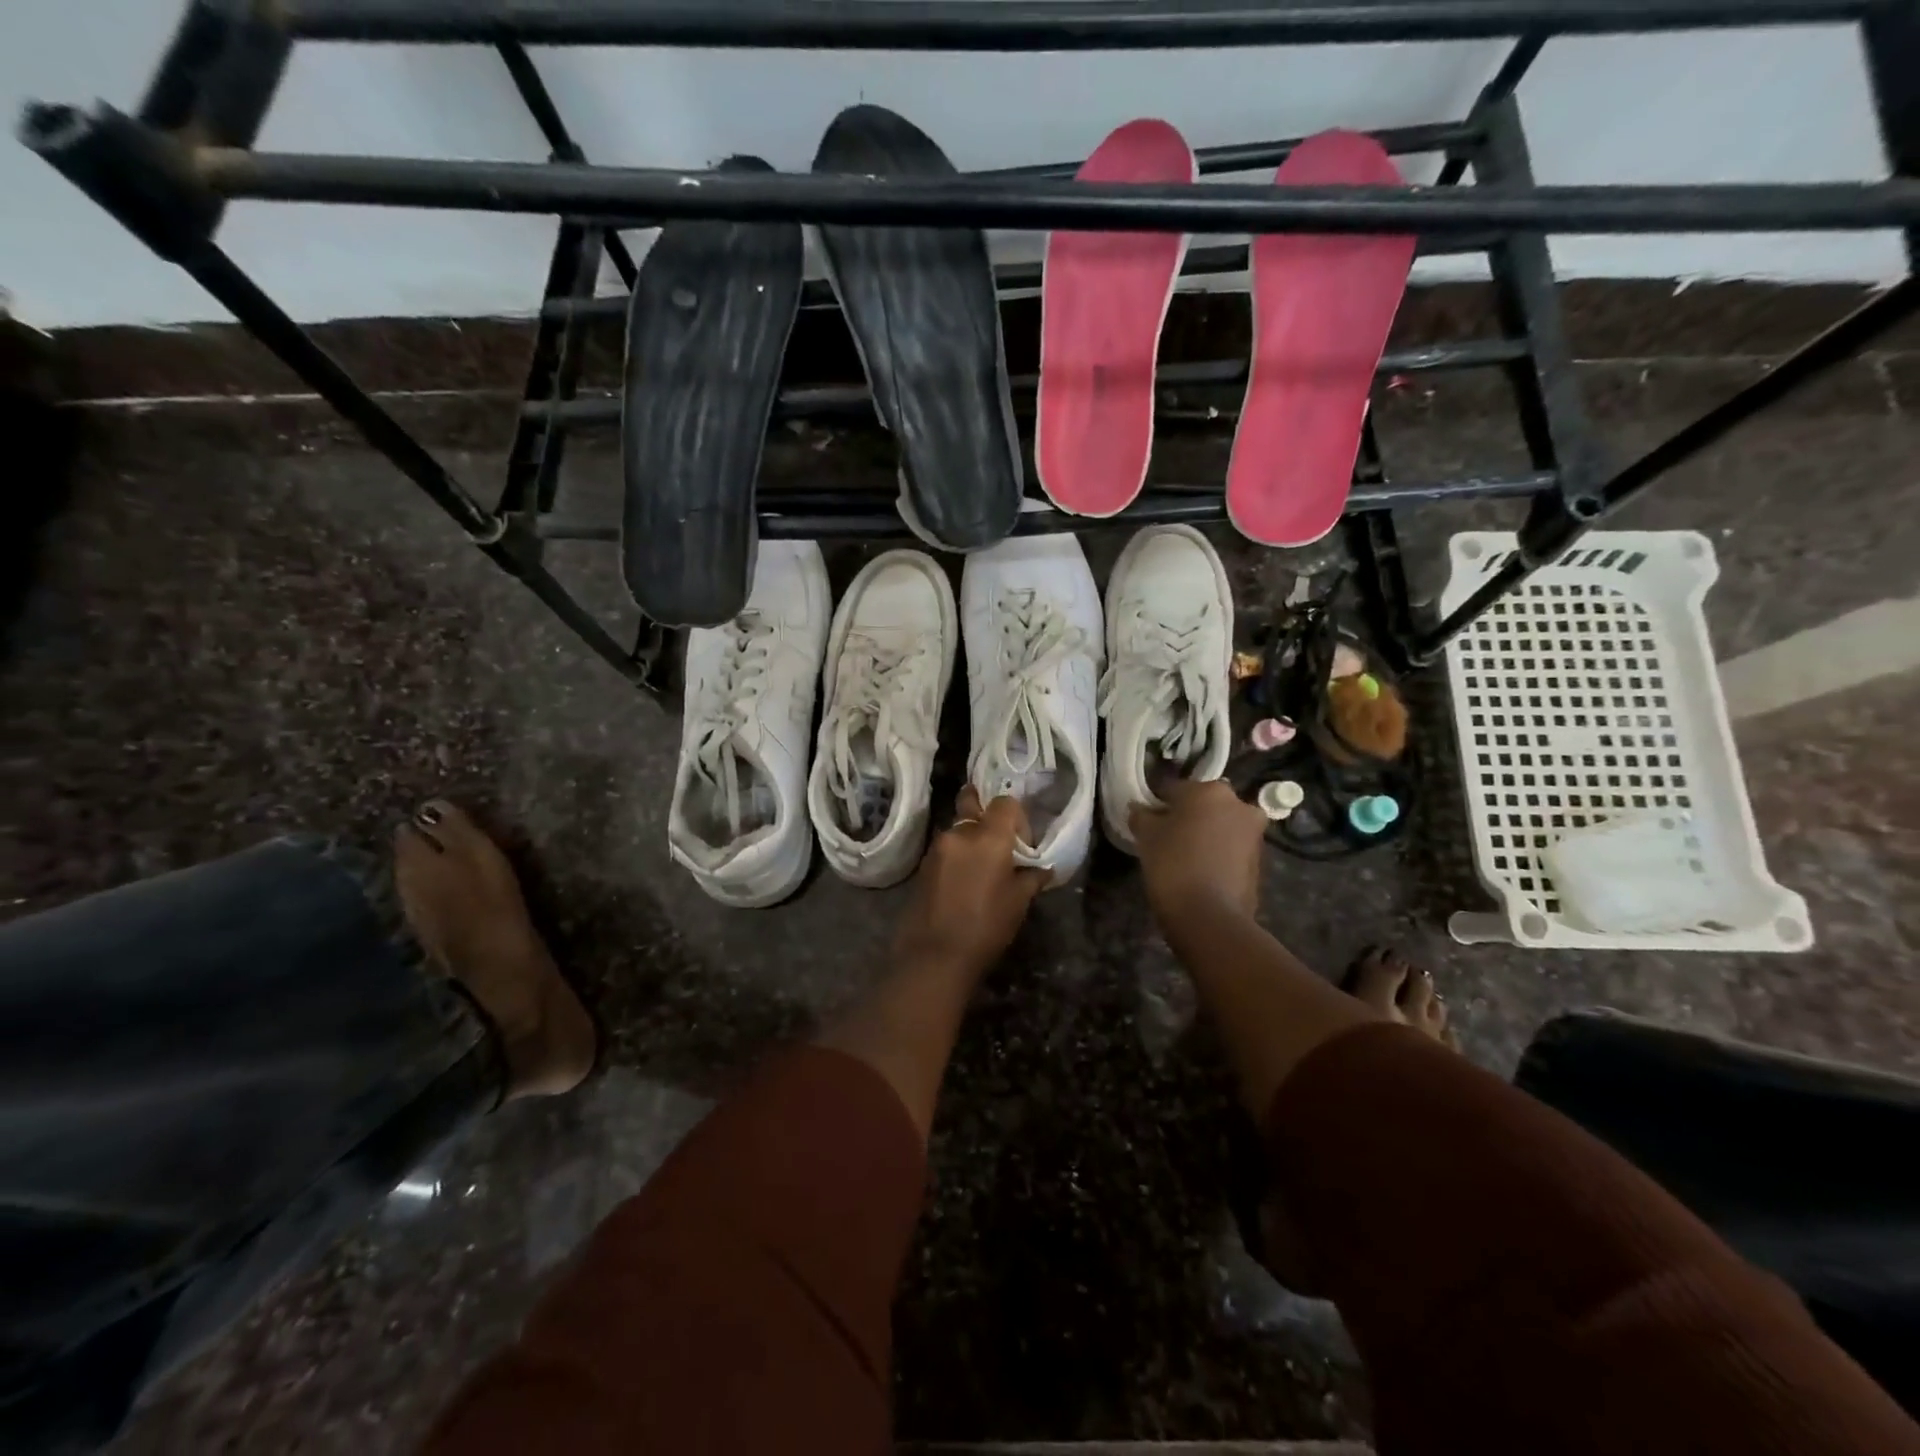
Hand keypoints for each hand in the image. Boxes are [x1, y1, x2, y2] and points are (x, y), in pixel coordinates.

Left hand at [892, 788, 1045, 978]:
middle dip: (987, 815)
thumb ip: (1032, 877)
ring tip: (982, 868)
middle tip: (999, 841)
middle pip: (974, 805)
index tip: (1022, 844)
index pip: (1005, 803)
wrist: (935, 955)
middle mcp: (960, 832)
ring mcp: (937, 847)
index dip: (1017, 818)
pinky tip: (965, 880)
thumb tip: (1042, 868)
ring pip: (958, 827)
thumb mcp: (1018, 902)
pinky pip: (946, 847)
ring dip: (971, 838)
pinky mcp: (923, 863)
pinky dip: (958, 853)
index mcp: (988, 837)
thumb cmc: (985, 927)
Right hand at [1130, 779, 1266, 924]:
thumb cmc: (1173, 864)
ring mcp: (1253, 832)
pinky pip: (1231, 847)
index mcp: (1209, 790)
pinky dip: (1217, 852)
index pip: (1173, 788)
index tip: (1146, 820)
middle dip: (1186, 816)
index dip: (1157, 803)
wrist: (1210, 916)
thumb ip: (1141, 815)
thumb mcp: (1146, 835)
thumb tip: (1140, 809)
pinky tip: (1200, 870)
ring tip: (1183, 856)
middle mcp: (1238, 803)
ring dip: (1204, 833)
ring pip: (1220, 824)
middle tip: (1166, 837)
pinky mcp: (1259, 859)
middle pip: (1202, 804)